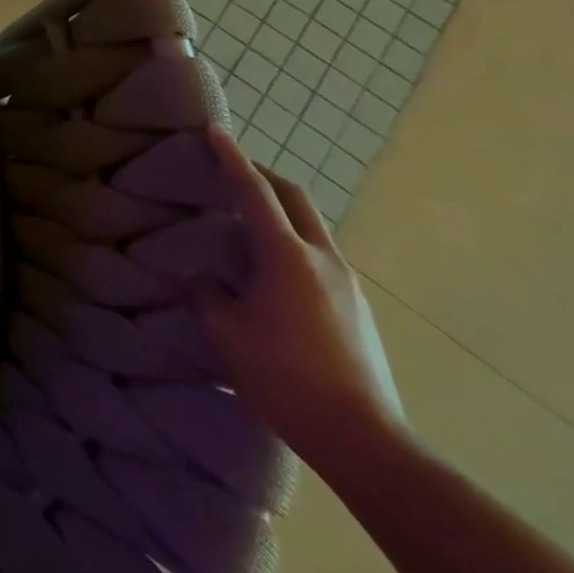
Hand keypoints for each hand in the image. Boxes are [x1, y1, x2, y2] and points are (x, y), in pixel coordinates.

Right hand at [197, 127, 404, 469]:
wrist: (365, 441)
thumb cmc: (282, 377)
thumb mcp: (225, 329)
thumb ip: (209, 290)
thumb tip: (208, 276)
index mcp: (285, 256)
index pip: (253, 192)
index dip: (230, 158)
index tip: (214, 131)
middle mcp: (323, 259)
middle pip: (294, 198)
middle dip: (262, 175)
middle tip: (230, 168)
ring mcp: (347, 285)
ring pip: (310, 226)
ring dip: (278, 210)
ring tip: (243, 220)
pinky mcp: (356, 309)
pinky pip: (318, 255)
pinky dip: (290, 241)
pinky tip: (268, 268)